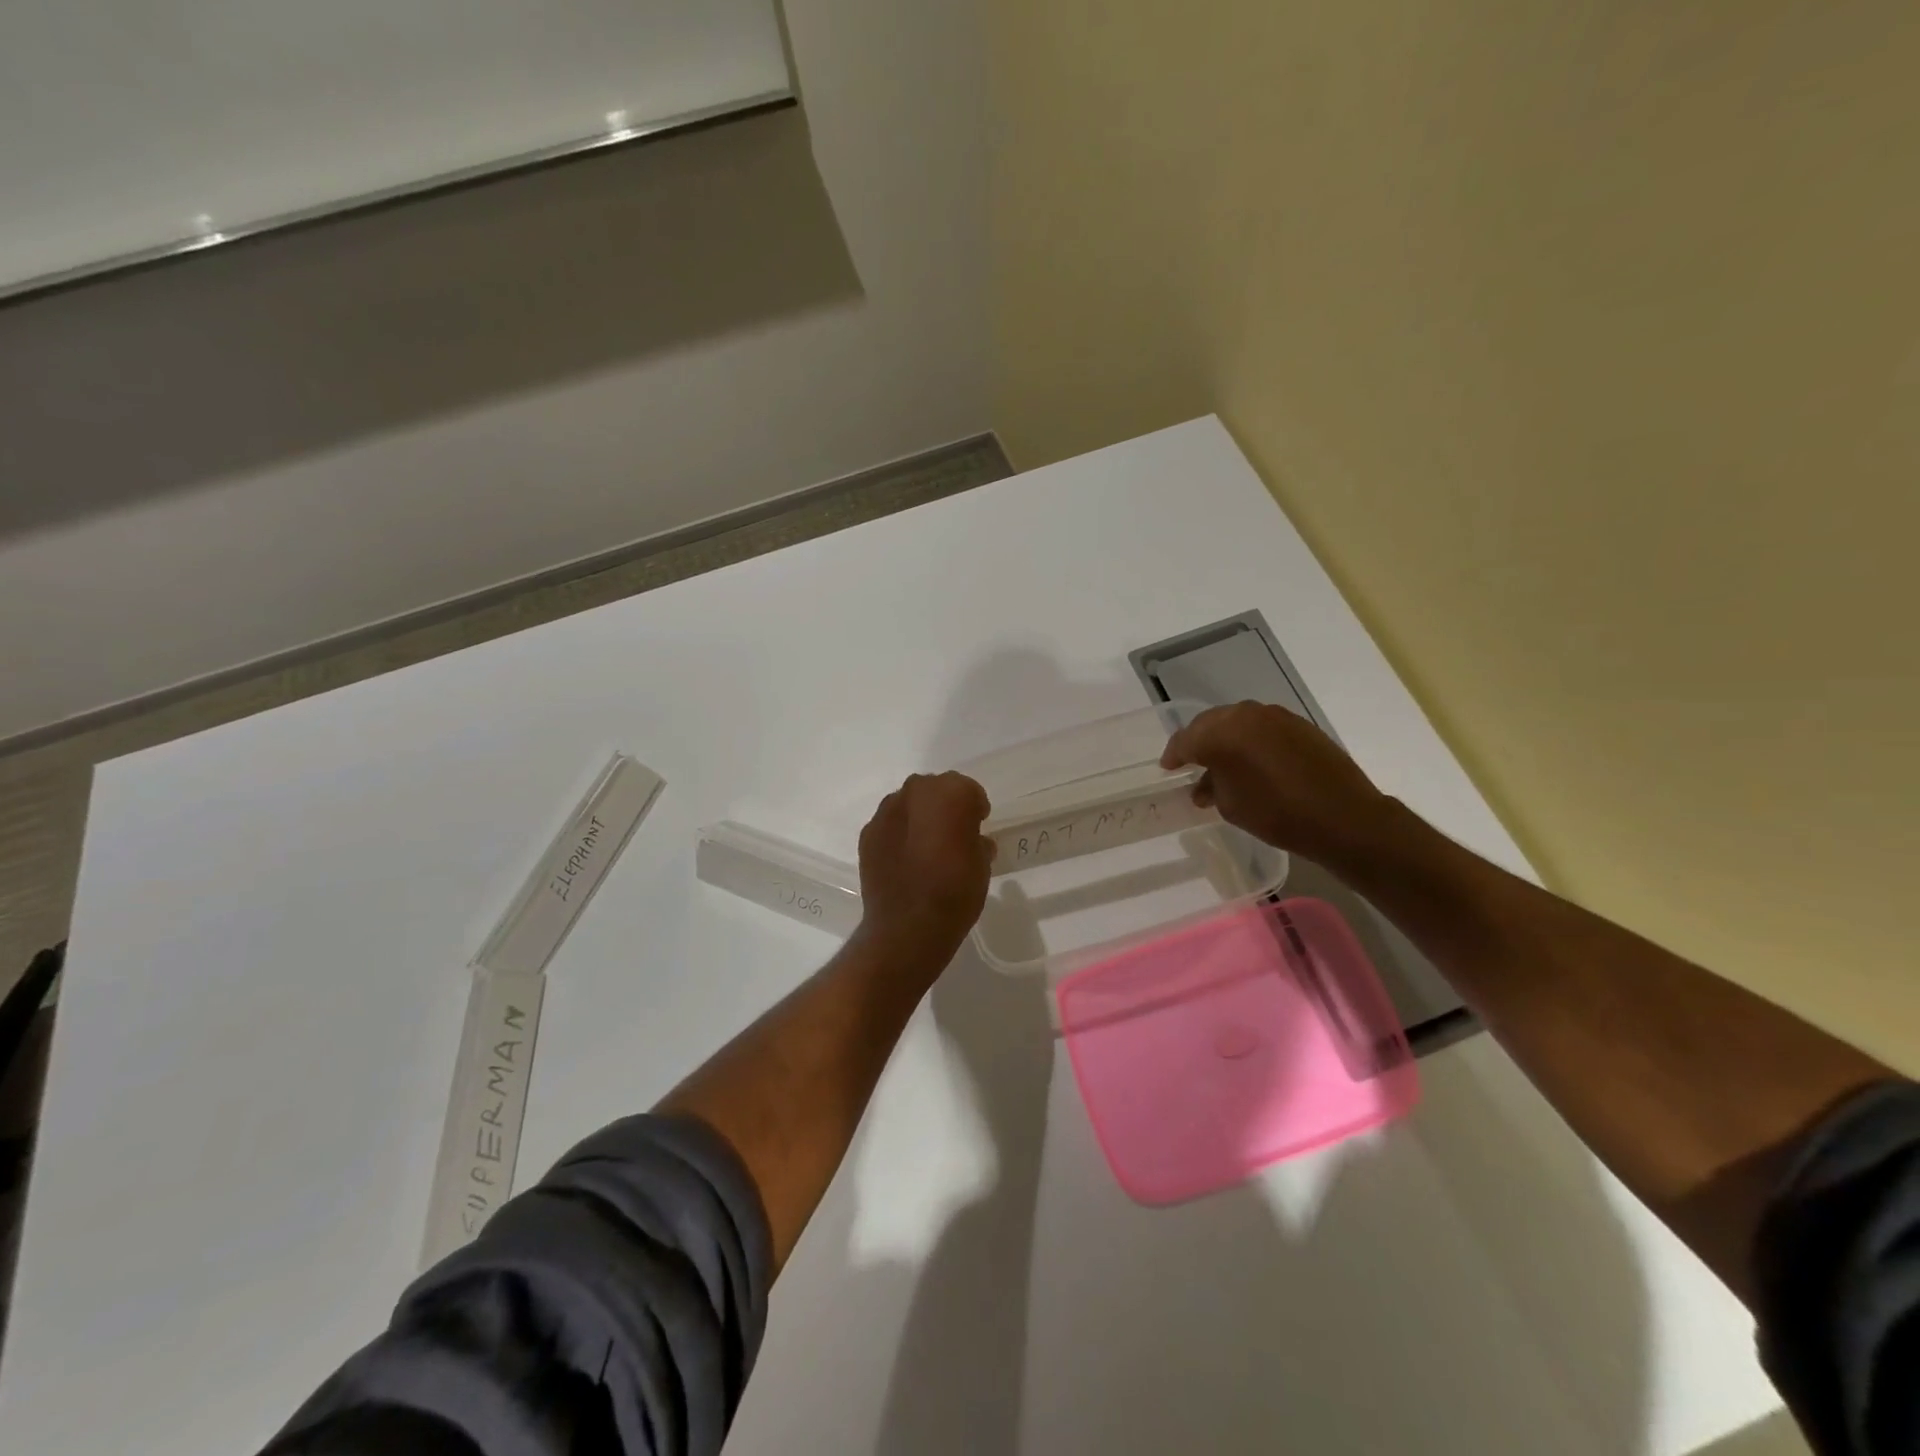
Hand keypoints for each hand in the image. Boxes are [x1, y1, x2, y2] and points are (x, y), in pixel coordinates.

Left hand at [855, 772, 994, 964]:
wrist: (908, 926)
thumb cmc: (956, 891)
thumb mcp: (982, 864)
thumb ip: (977, 842)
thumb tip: (972, 841)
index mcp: (950, 793)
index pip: (968, 791)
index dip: (975, 809)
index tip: (978, 827)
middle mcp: (916, 791)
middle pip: (935, 790)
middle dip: (945, 807)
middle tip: (952, 836)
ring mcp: (887, 811)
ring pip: (909, 804)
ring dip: (919, 818)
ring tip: (926, 849)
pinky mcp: (868, 833)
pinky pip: (890, 825)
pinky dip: (898, 835)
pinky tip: (905, 860)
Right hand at [1160, 702, 1389, 862]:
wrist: (1343, 817)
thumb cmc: (1277, 815)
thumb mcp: (1231, 806)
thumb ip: (1212, 786)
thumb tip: (1207, 781)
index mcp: (1221, 734)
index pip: (1186, 740)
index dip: (1174, 755)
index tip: (1168, 768)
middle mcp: (1245, 716)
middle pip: (1210, 724)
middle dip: (1198, 742)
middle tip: (1191, 762)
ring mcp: (1275, 716)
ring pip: (1237, 722)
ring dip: (1226, 740)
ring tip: (1223, 764)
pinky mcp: (1298, 724)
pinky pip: (1262, 727)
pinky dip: (1250, 740)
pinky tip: (1252, 762)